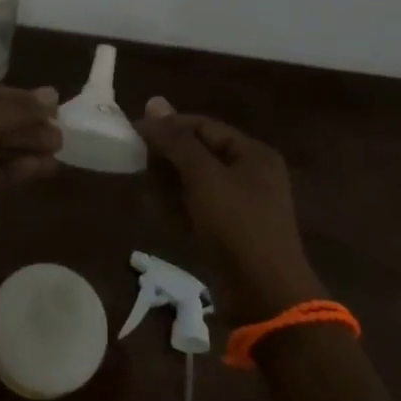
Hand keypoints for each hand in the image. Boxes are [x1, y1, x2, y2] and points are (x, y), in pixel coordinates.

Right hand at [136, 98, 320, 321]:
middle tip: (138, 161)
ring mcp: (241, 205)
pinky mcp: (230, 232)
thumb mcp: (204, 176)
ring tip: (144, 184)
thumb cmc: (237, 226)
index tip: (135, 133)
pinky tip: (157, 208)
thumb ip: (177, 140)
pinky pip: (198, 206)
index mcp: (253, 154)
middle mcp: (250, 174)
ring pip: (196, 180)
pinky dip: (178, 204)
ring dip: (169, 181)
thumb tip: (153, 102)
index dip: (169, 126)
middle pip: (200, 151)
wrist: (265, 297)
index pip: (203, 126)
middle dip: (168, 155)